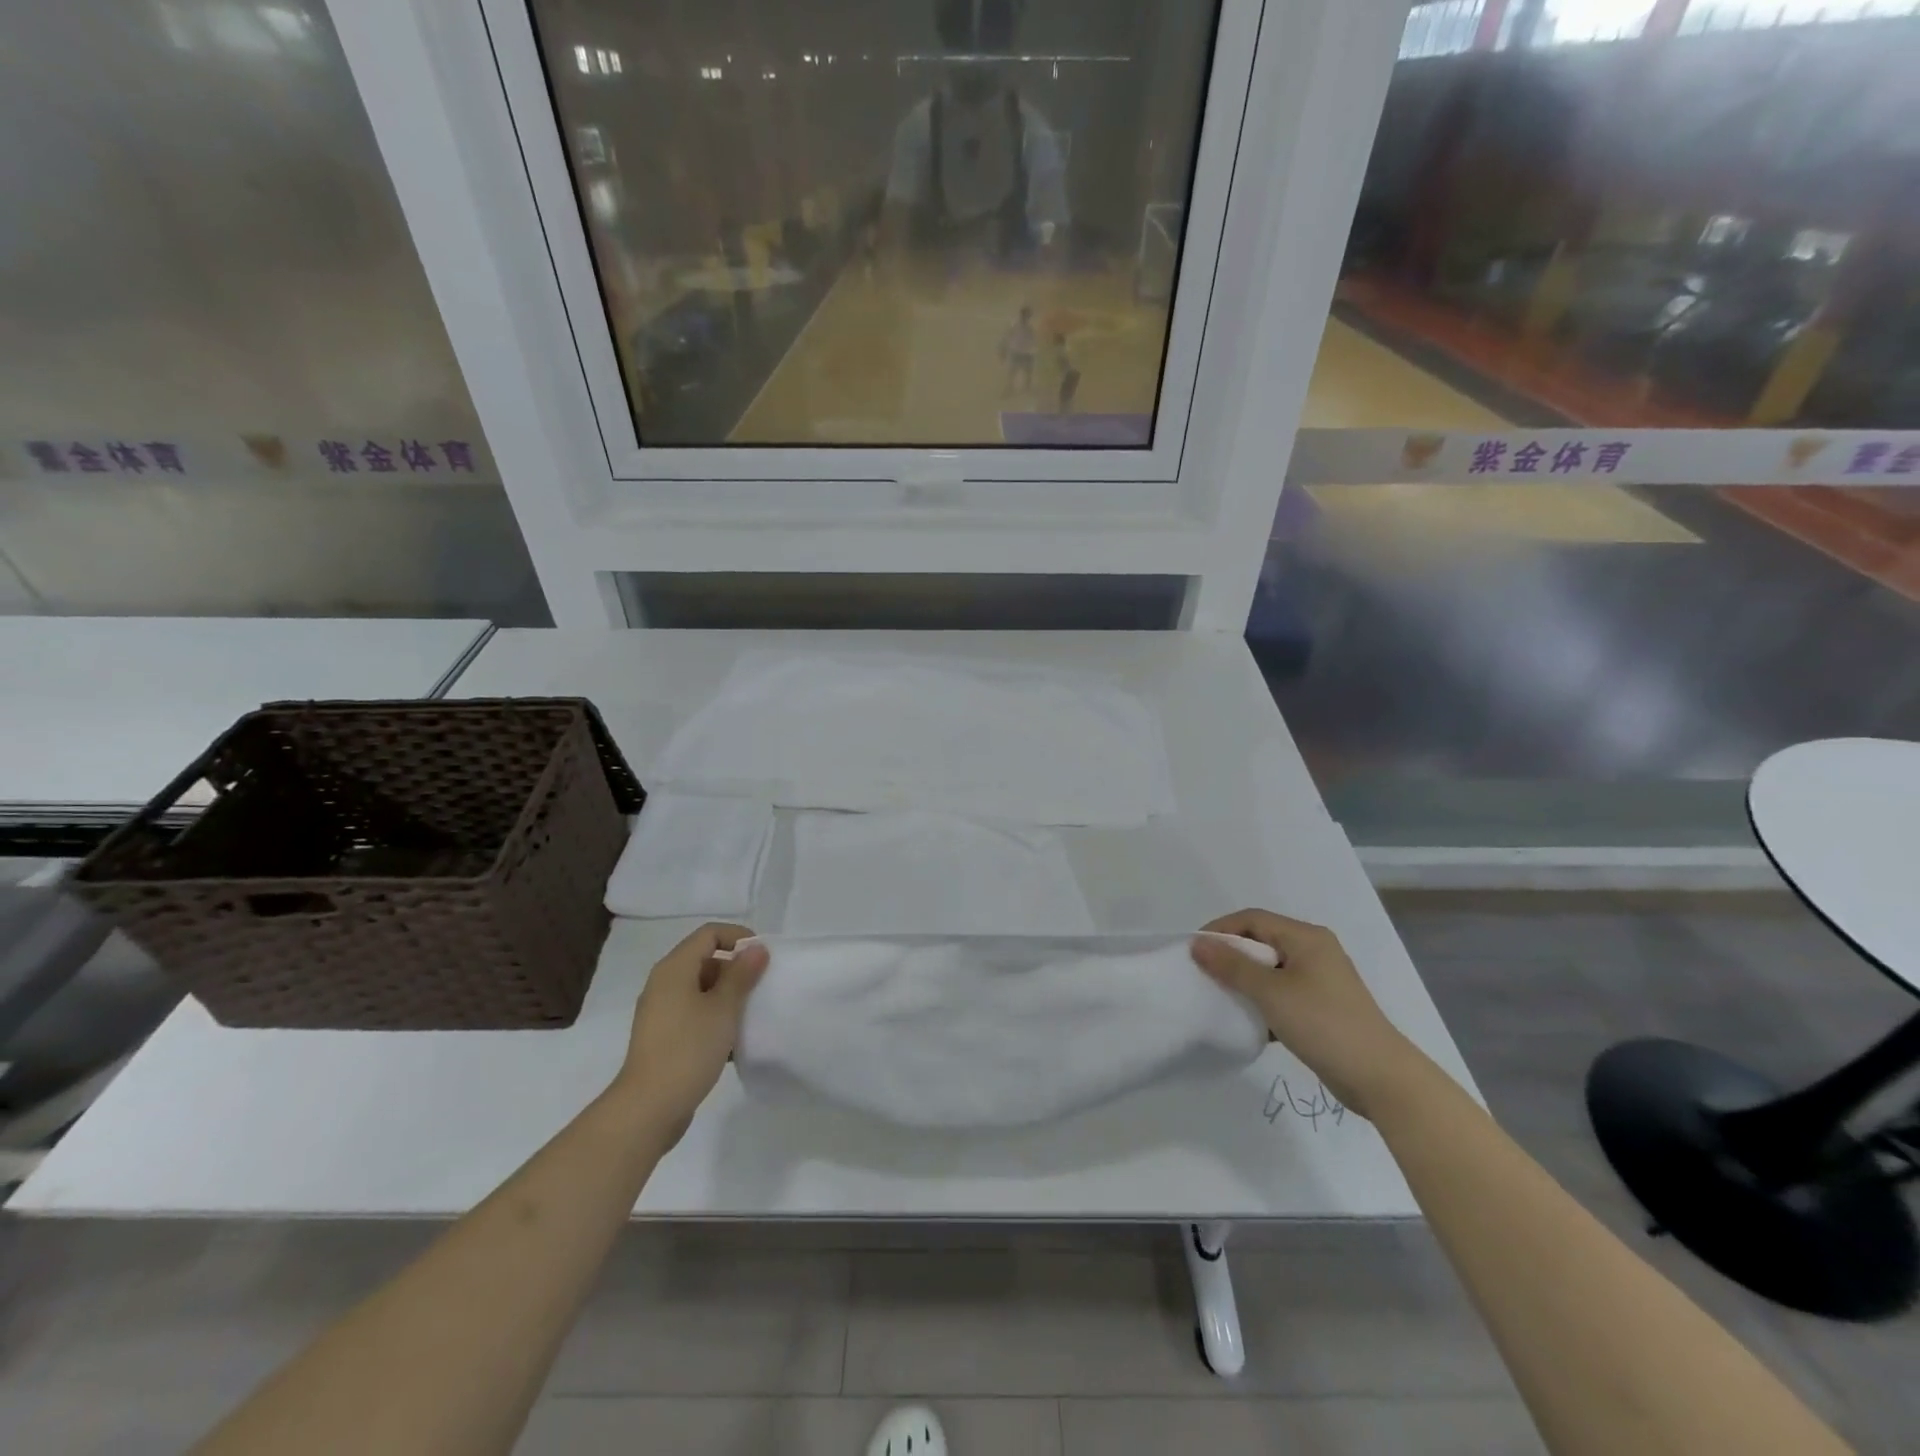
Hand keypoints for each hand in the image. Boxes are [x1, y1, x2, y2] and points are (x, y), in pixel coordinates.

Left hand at [615, 923, 768, 1143]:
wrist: (648, 1108)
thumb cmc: (688, 1049)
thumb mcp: (723, 1008)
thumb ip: (741, 975)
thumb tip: (756, 948)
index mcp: (674, 969)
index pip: (709, 933)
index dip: (738, 937)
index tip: (762, 958)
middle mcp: (663, 983)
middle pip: (704, 959)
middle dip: (735, 968)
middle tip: (760, 987)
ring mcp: (660, 1011)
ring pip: (700, 988)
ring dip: (727, 995)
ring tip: (750, 1014)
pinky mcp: (663, 1036)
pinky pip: (693, 1012)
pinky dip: (714, 1016)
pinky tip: (732, 1040)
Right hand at [1192, 909, 1421, 1118]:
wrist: (1380, 1078)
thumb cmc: (1323, 1024)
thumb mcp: (1271, 992)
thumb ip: (1232, 966)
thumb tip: (1198, 943)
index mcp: (1306, 938)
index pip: (1252, 919)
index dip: (1221, 930)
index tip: (1195, 951)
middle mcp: (1315, 951)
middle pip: (1262, 942)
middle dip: (1231, 956)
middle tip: (1204, 975)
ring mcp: (1321, 981)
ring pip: (1271, 970)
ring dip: (1246, 981)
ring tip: (1222, 998)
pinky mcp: (1322, 1007)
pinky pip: (1282, 993)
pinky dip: (1263, 1001)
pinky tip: (1248, 1021)